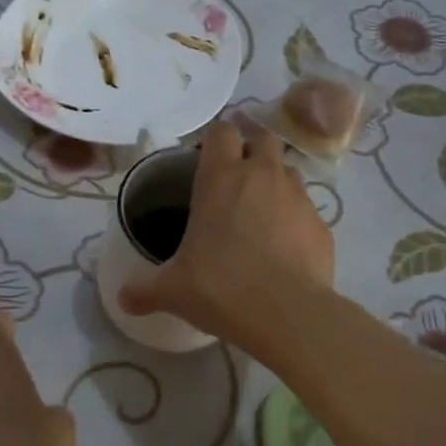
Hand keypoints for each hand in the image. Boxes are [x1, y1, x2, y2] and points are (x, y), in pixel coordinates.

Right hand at [118, 119, 334, 346]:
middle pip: (262, 139)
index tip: (206, 161)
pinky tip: (285, 250)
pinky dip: (296, 221)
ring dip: (276, 183)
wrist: (288, 315)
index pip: (221, 130)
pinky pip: (307, 210)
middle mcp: (263, 175)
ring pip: (289, 171)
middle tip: (236, 184)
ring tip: (262, 215)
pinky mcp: (322, 224)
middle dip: (251, 152)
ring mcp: (298, 197)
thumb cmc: (221, 288)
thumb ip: (145, 289)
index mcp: (221, 178)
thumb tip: (123, 299)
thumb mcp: (173, 290)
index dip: (215, 140)